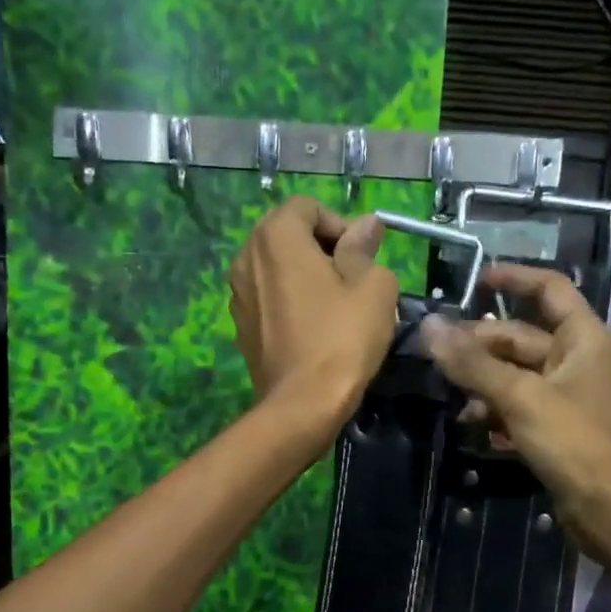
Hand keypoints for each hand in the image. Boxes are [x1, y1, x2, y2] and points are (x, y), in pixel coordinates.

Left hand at [227, 196, 398, 430]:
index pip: (308, 207)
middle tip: (353, 280)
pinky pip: (269, 298)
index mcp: (275, 236)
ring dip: (306, 276)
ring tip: (335, 307)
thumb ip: (365, 247)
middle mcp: (246, 256)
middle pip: (288, 235)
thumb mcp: (372, 286)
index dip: (340, 225)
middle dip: (322, 249)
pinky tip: (314, 329)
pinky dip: (291, 302)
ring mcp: (237, 294)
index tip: (362, 257)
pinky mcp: (241, 326)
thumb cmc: (342, 338)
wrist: (302, 404)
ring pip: (277, 268)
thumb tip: (365, 226)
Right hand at [420, 264, 610, 553]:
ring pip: (516, 374)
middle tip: (439, 354)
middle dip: (481, 344)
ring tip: (451, 396)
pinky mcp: (557, 427)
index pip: (550, 289)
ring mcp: (567, 395)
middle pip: (522, 337)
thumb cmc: (573, 442)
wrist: (608, 509)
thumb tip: (429, 327)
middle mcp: (578, 360)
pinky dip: (495, 410)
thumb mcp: (519, 397)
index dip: (514, 278)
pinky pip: (519, 406)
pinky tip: (471, 424)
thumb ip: (473, 363)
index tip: (476, 280)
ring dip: (483, 381)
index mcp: (583, 338)